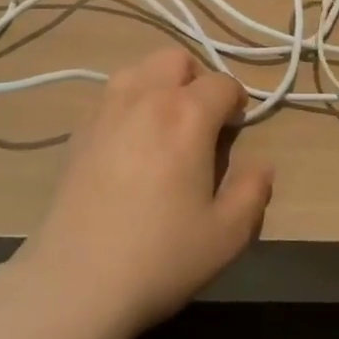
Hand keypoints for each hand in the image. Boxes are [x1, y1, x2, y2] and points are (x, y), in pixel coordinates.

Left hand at [15, 47, 272, 338]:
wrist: (77, 280)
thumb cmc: (161, 256)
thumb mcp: (227, 235)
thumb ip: (253, 191)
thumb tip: (261, 164)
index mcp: (187, 115)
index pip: (221, 83)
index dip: (236, 100)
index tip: (236, 127)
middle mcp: (145, 97)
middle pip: (175, 59)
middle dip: (196, 79)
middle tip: (201, 121)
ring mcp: (106, 109)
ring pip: (138, 68)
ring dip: (159, 83)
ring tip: (164, 124)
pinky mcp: (79, 129)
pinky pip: (110, 94)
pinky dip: (129, 102)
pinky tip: (129, 143)